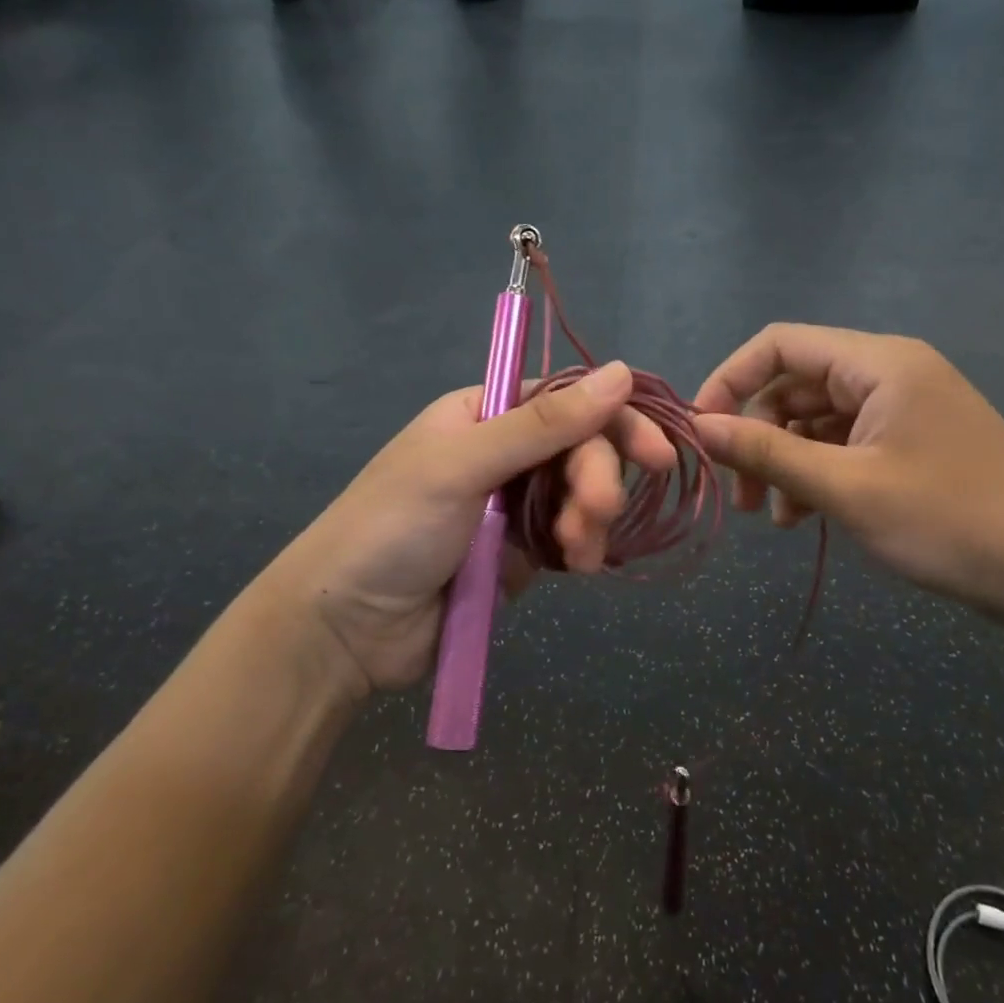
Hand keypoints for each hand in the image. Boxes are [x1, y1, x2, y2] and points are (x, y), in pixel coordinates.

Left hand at [269, 362, 677, 697]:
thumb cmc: (394, 526)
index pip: (567, 400)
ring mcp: (513, 504)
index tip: (655, 454)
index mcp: (484, 413)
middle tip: (597, 513)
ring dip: (590, 519)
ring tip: (578, 551)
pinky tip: (579, 564)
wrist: (348, 630)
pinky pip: (570, 538)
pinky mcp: (520, 554)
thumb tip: (623, 372)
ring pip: (581, 496)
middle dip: (596, 480)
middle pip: (580, 449)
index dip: (614, 421)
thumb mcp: (464, 465)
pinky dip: (581, 547)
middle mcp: (503, 452)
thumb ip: (544, 423)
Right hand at [692, 324, 1003, 618]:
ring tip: (775, 518)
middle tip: (740, 495)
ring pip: (816, 421)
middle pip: (796, 386)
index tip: (702, 431)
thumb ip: (766, 453)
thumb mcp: (845, 488)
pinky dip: (817, 474)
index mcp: (878, 363)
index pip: (780, 344)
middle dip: (757, 435)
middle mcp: (890, 372)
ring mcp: (903, 408)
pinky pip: (845, 444)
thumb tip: (700, 428)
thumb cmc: (947, 521)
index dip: (730, 380)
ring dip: (785, 462)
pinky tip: (806, 518)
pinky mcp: (912, 442)